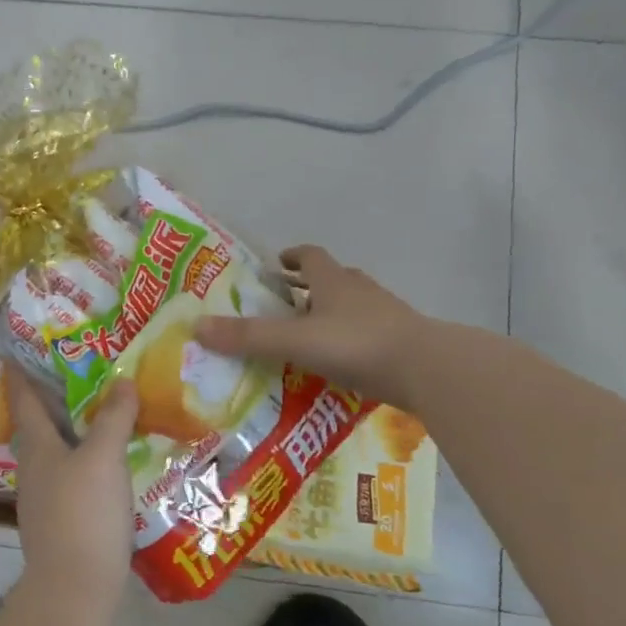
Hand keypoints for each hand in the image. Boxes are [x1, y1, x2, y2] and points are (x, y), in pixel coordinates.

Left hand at [8, 375, 139, 608]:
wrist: (73, 589)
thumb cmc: (83, 513)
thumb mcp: (104, 458)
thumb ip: (113, 417)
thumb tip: (123, 380)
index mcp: (37, 445)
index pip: (23, 396)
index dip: (20, 370)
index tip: (18, 346)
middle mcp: (33, 466)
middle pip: (40, 421)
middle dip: (53, 395)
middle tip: (79, 369)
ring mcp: (44, 496)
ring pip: (57, 449)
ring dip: (73, 426)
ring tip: (99, 409)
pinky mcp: (60, 520)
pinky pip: (72, 474)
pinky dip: (86, 456)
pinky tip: (108, 460)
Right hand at [195, 245, 428, 410]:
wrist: (429, 369)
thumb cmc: (357, 343)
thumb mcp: (295, 340)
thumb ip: (248, 337)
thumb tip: (196, 327)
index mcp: (333, 281)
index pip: (310, 256)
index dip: (292, 257)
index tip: (276, 265)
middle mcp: (359, 291)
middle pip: (332, 279)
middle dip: (309, 287)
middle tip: (285, 303)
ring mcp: (386, 315)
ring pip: (353, 306)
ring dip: (331, 314)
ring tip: (309, 335)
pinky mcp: (402, 342)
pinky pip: (369, 334)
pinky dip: (351, 341)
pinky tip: (340, 363)